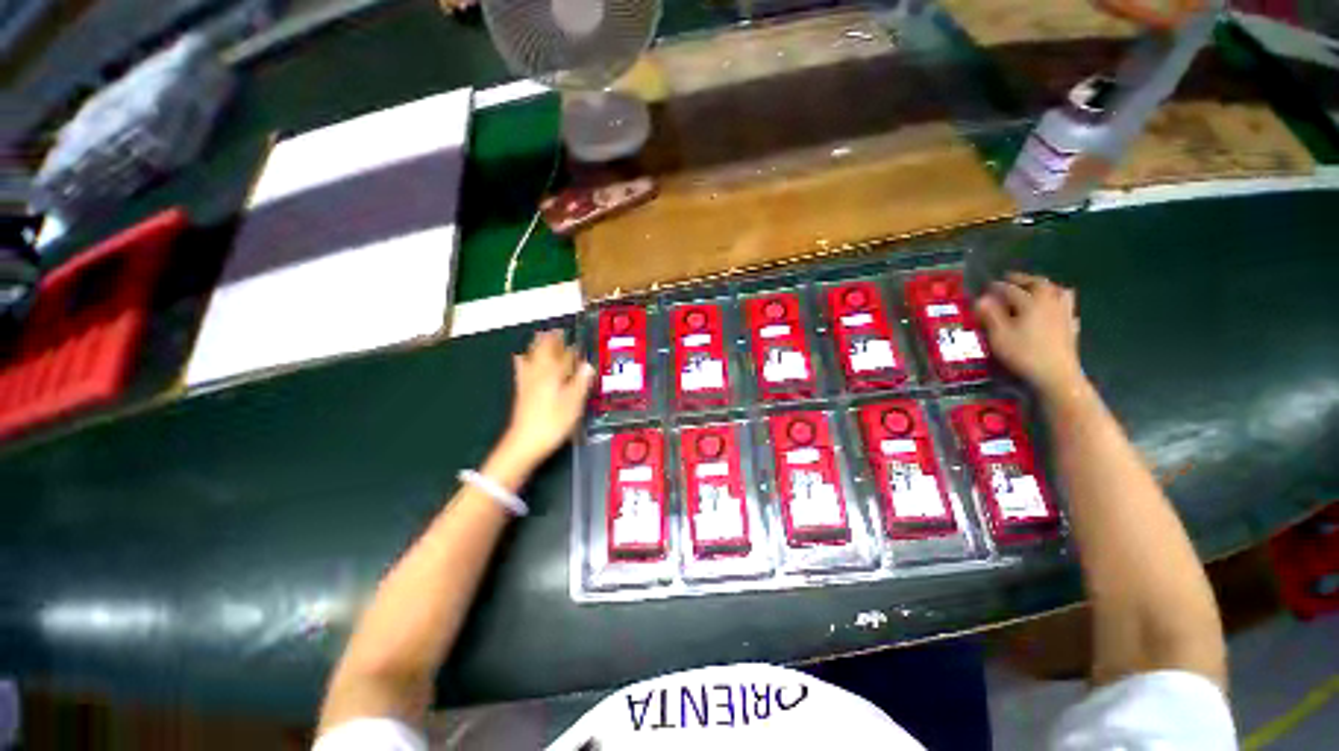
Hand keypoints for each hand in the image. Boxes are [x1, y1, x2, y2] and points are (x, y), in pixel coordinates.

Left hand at [494, 330, 594, 473]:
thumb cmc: (553, 423)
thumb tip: (588, 365)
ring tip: (542, 336)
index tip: (576, 339)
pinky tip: (520, 357)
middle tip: (557, 330)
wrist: (524, 444)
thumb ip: (581, 383)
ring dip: (538, 346)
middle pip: (545, 352)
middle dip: (551, 340)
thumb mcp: (573, 404)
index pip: (564, 356)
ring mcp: (527, 383)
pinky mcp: (522, 392)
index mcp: (553, 375)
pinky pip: (521, 369)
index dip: (570, 347)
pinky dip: (522, 360)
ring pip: (532, 358)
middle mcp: (539, 374)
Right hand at [975, 272, 1084, 395]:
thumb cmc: (1023, 353)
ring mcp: (1064, 313)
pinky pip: (1067, 306)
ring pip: (1058, 291)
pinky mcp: (1071, 326)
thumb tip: (981, 299)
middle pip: (1038, 283)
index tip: (986, 286)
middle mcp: (1050, 302)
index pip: (1011, 289)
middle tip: (1011, 279)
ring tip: (1035, 289)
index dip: (997, 287)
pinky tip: (1054, 308)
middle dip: (1023, 279)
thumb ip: (990, 315)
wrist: (1056, 374)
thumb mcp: (999, 335)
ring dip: (1045, 286)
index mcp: (1031, 302)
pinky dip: (1058, 302)